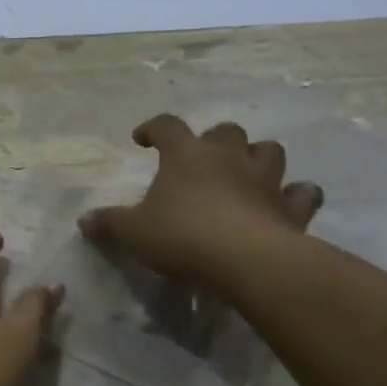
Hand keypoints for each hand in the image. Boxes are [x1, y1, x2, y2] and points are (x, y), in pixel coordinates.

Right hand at [78, 116, 323, 286]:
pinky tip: (287, 204)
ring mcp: (265, 179)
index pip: (166, 126)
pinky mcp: (291, 207)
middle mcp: (228, 156)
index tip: (142, 140)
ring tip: (246, 174)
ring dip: (257, 158)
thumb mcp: (133, 233)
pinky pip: (302, 192)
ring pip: (268, 150)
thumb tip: (84, 221)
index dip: (152, 128)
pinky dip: (296, 195)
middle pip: (225, 131)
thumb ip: (109, 224)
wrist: (245, 259)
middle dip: (214, 141)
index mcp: (185, 155)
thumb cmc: (181, 235)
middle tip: (201, 160)